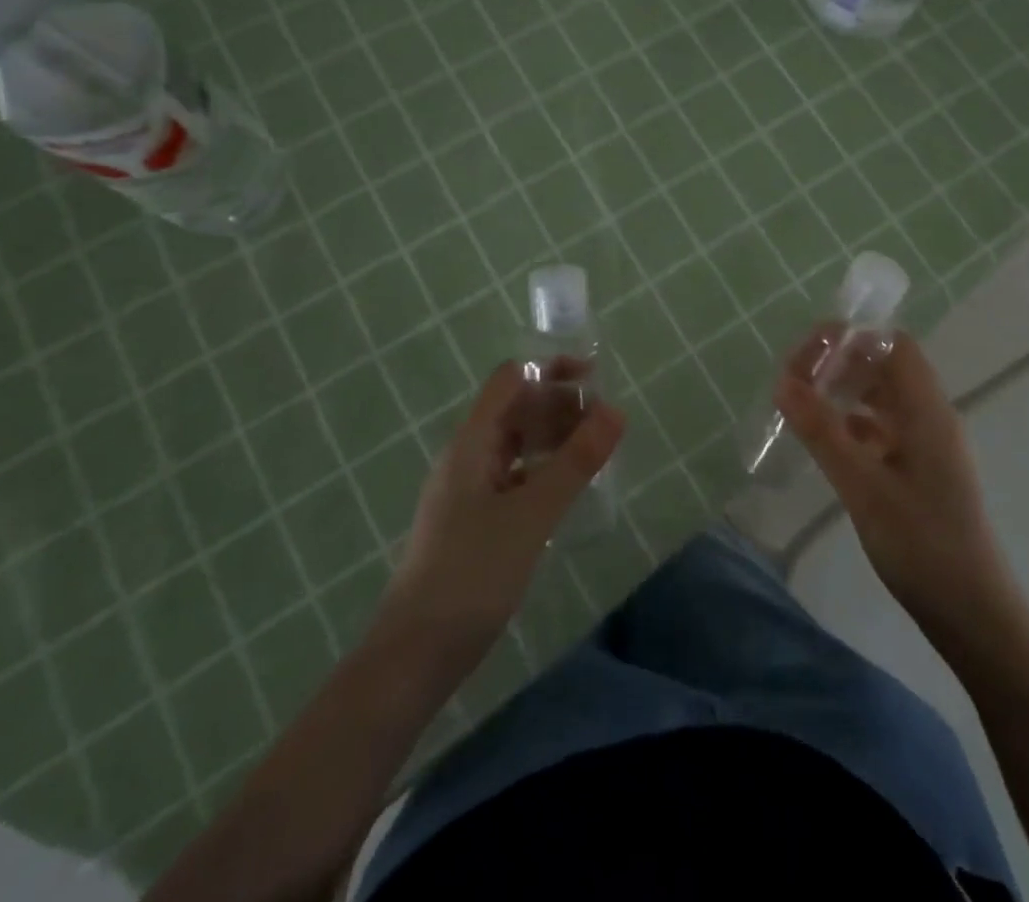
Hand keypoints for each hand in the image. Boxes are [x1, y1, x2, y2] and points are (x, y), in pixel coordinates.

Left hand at [384, 361, 623, 662]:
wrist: (413, 658)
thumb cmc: (470, 576)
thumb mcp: (531, 515)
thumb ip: (575, 462)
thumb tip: (615, 411)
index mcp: (472, 443)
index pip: (511, 380)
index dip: (551, 370)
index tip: (595, 380)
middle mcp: (467, 457)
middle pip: (515, 409)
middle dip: (559, 404)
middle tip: (606, 422)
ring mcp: (468, 491)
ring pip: (516, 444)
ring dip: (554, 438)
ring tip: (596, 450)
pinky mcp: (474, 522)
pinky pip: (514, 477)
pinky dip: (543, 470)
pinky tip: (568, 489)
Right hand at [775, 329, 1009, 642]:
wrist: (973, 613)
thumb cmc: (921, 544)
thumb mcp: (862, 486)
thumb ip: (822, 431)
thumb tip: (783, 383)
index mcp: (927, 410)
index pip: (892, 344)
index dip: (851, 338)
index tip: (808, 356)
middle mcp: (931, 417)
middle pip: (885, 366)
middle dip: (841, 364)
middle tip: (796, 382)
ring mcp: (928, 444)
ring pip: (883, 398)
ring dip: (845, 393)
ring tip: (804, 406)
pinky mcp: (922, 470)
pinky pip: (884, 428)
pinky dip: (854, 424)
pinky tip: (827, 442)